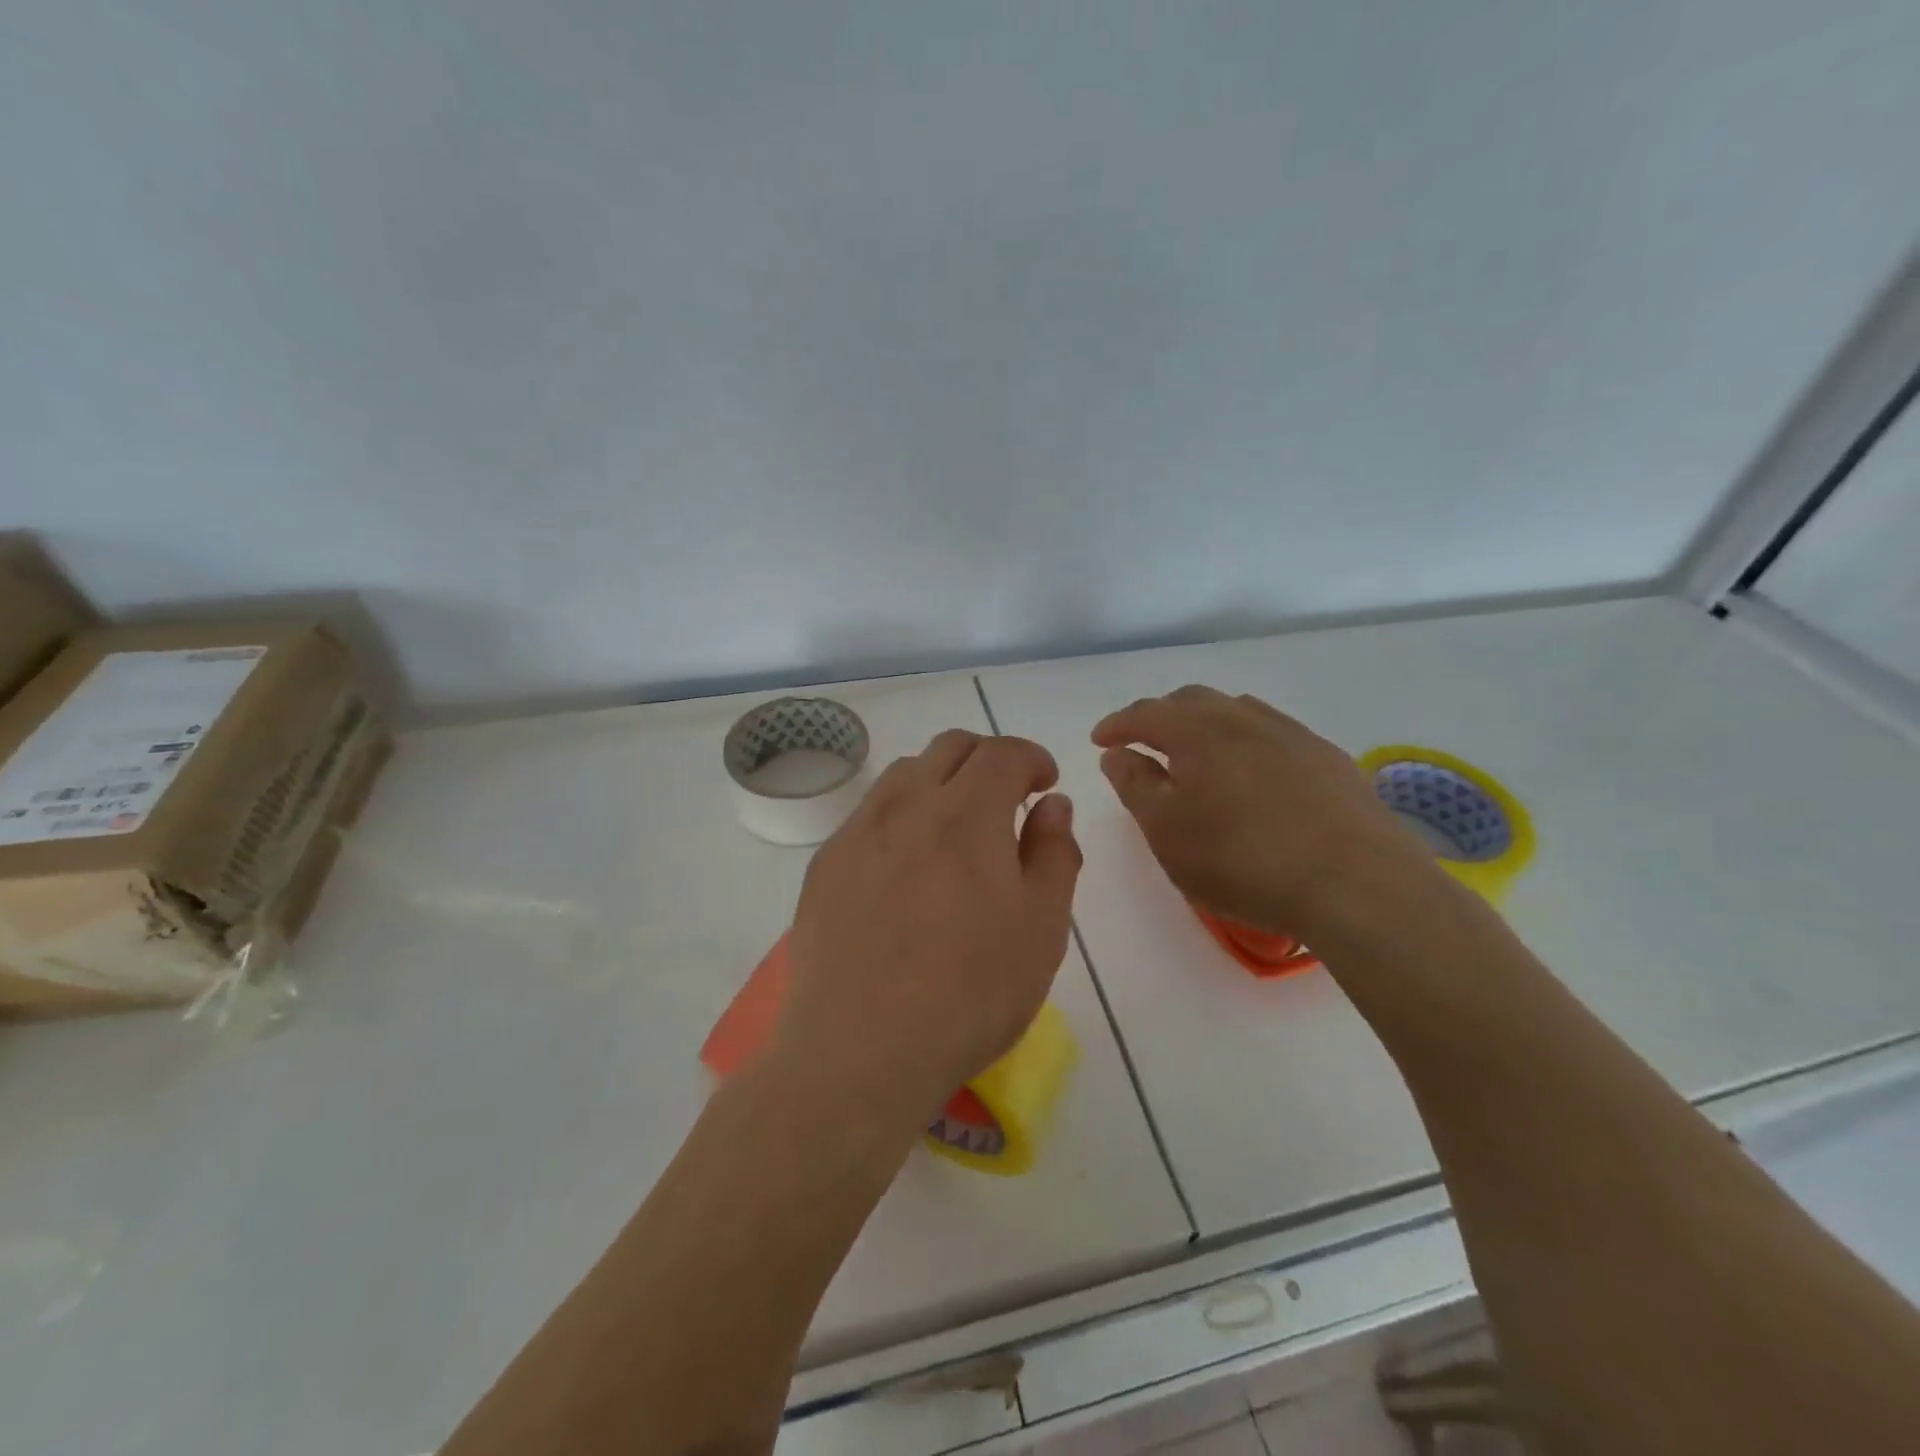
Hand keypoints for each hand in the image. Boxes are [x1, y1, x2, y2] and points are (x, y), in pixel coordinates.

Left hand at [778, 730, 1082, 1131]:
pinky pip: (870, 812)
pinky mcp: (826, 863)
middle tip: (1007, 801)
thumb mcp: (1041, 930)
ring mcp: (858, 832)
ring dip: (942, 781)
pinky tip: (908, 866)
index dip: (1032, 759)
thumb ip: (1054, 854)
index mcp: (967, 814)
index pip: (1003, 752)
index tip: (1044, 785)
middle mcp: (907, 805)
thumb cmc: (968, 995)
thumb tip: (1053, 804)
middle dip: (988, 759)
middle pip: (951, 747)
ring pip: (905, 773)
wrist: (858, 1053)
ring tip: (957, 830)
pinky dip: (902, 814)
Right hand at [1091, 686, 1420, 939]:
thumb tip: (1117, 753)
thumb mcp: (1167, 831)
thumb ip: (1135, 785)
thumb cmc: (1241, 859)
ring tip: (1197, 753)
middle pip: (1192, 701)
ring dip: (1206, 724)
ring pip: (1236, 711)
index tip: (1100, 740)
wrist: (1355, 883)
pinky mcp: (1329, 758)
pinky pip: (1273, 733)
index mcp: (1197, 731)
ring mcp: (1292, 734)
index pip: (1146, 713)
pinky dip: (1246, 741)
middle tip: (1145, 743)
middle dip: (1161, 717)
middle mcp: (1243, 718)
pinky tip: (1254, 774)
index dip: (1117, 724)